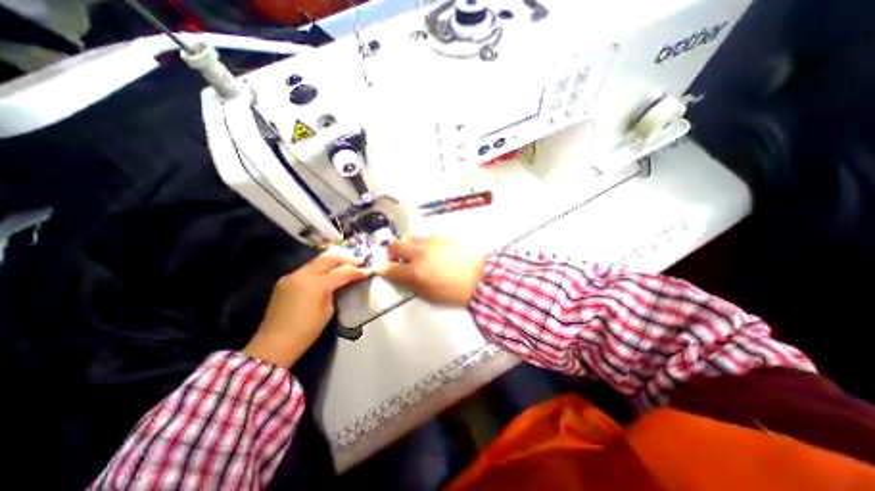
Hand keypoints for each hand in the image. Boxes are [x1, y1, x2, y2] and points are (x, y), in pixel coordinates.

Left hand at [242, 253, 368, 368]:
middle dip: (345, 257)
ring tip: (347, 262)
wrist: (274, 344)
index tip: (368, 270)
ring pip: (316, 260)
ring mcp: (292, 276)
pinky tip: (329, 271)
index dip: (357, 270)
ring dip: (333, 260)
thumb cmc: (306, 331)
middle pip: (327, 258)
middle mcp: (302, 275)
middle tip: (359, 260)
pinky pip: (307, 268)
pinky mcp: (285, 280)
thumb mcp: (327, 310)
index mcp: (315, 285)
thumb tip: (340, 283)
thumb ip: (334, 292)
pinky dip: (321, 267)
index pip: (342, 272)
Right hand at [379, 234, 485, 306]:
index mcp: (416, 272)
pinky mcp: (443, 236)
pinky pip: (427, 236)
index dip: (382, 268)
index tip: (381, 268)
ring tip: (418, 253)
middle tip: (398, 258)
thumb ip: (410, 283)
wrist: (480, 278)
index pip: (389, 268)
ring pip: (410, 236)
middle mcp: (420, 253)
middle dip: (392, 251)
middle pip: (395, 244)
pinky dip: (424, 243)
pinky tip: (433, 251)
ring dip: (409, 245)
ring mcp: (432, 242)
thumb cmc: (455, 291)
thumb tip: (398, 275)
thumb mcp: (429, 295)